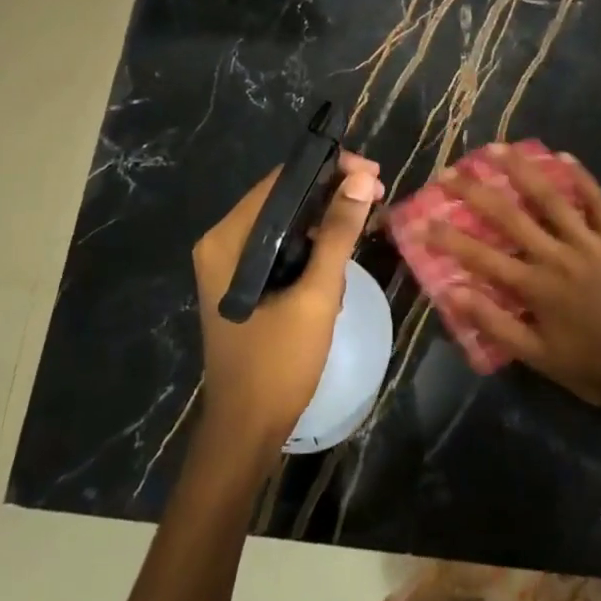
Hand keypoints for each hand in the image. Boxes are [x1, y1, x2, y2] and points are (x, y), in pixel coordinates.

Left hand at [191, 151, 384, 453]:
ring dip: (326, 224)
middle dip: (332, 196)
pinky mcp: (244, 284)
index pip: (281, 182)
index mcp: (228, 239)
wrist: (247, 431)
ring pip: (287, 224)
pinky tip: (338, 263)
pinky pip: (282, 249)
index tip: (371, 173)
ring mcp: (231, 265)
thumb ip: (338, 233)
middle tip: (377, 197)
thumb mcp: (316, 294)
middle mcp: (223, 243)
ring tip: (365, 227)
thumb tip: (361, 179)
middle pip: (284, 200)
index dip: (328, 169)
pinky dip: (312, 249)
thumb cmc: (278, 362)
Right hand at [427, 144, 600, 425]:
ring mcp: (589, 242)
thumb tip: (453, 294)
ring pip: (551, 198)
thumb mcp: (537, 357)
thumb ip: (495, 324)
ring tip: (498, 148)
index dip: (447, 238)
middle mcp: (557, 256)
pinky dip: (580, 177)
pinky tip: (562, 156)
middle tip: (449, 172)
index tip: (420, 222)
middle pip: (509, 216)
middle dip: (475, 192)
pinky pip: (597, 201)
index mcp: (535, 286)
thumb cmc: (590, 366)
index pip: (480, 256)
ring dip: (522, 170)